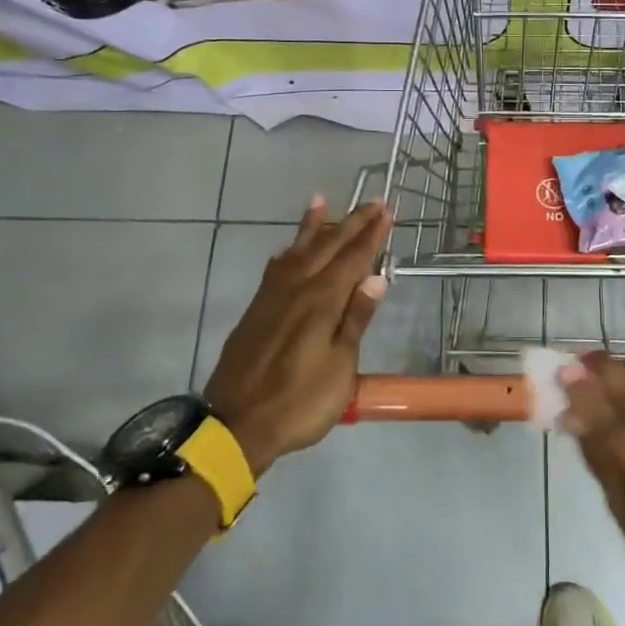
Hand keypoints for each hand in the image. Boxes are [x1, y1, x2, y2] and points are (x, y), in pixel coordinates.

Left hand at [205, 198, 390, 474]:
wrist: (237, 424)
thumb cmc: (300, 401)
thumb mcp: (340, 367)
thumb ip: (355, 320)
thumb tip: (376, 279)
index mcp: (322, 301)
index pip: (353, 258)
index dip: (371, 234)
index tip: (387, 211)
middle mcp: (296, 289)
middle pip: (327, 247)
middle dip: (351, 223)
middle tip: (372, 201)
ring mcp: (272, 297)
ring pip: (297, 251)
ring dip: (314, 227)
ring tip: (322, 202)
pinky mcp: (256, 309)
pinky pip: (277, 266)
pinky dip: (289, 250)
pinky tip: (291, 249)